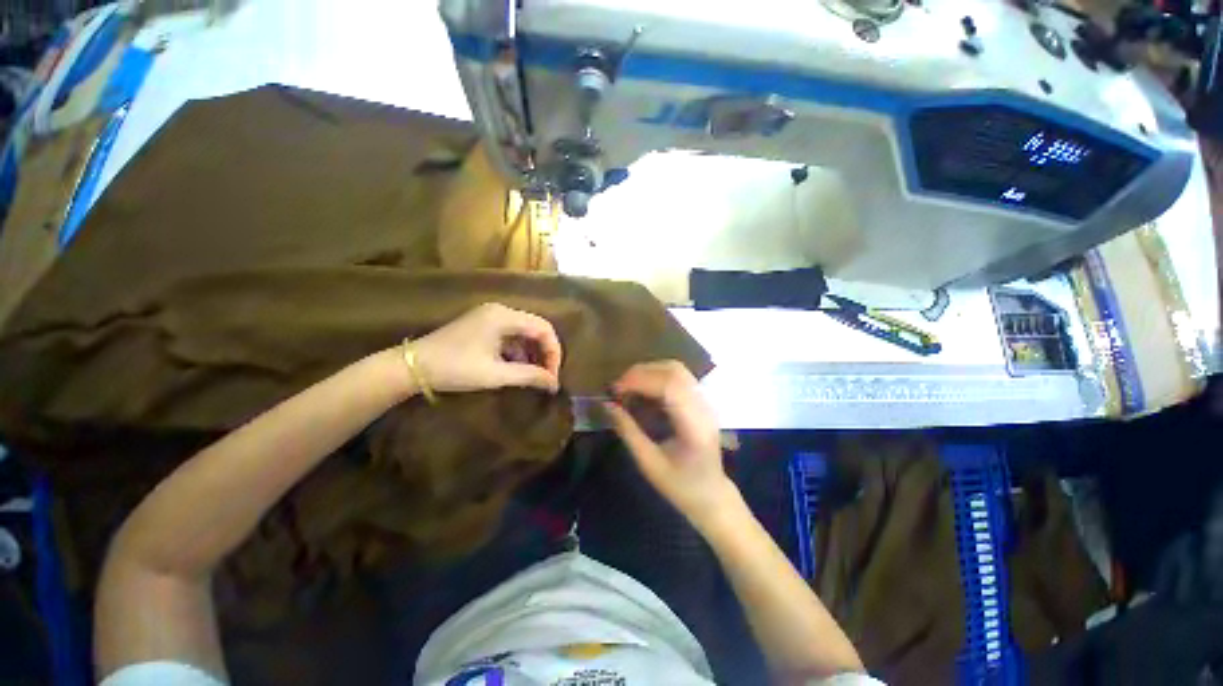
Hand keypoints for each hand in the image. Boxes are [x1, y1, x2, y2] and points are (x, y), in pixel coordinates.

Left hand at [413, 303, 562, 393]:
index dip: (554, 352)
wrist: (410, 367)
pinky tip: (516, 369)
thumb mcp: (495, 374)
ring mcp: (490, 317)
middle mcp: (500, 311)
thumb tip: (554, 384)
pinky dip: (517, 352)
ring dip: (531, 354)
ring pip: (523, 333)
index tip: (553, 376)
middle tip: (546, 377)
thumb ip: (529, 376)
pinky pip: (510, 336)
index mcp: (504, 316)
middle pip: (535, 329)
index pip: (544, 328)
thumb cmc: (455, 368)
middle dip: (544, 353)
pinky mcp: (482, 326)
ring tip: (533, 377)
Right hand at [604, 361, 739, 524]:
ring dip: (649, 371)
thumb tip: (607, 405)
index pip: (670, 386)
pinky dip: (656, 377)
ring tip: (627, 387)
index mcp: (695, 425)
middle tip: (618, 387)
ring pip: (677, 369)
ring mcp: (705, 401)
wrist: (712, 495)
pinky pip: (678, 377)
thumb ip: (628, 432)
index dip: (640, 380)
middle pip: (674, 371)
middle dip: (641, 372)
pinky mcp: (700, 400)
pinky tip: (642, 390)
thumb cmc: (681, 486)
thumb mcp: (649, 464)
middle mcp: (703, 407)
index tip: (615, 389)